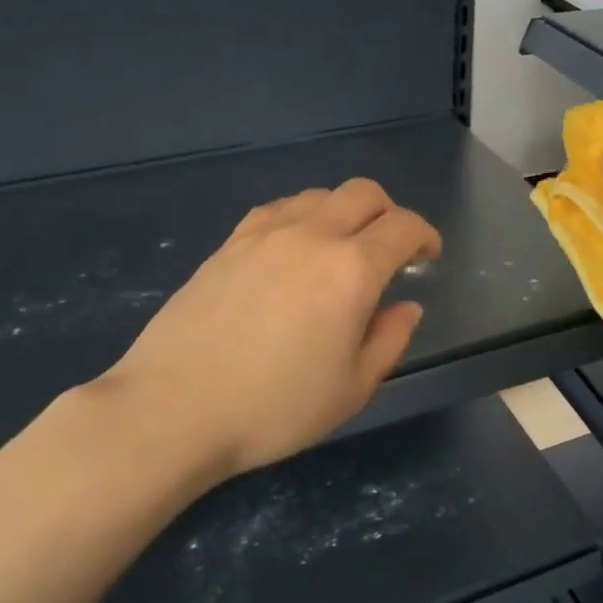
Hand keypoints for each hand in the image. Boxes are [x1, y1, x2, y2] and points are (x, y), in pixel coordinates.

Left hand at [95, 179, 441, 482]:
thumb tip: (407, 307)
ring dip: (344, 212)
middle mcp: (311, 236)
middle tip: (392, 249)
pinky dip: (302, 218)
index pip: (403, 227)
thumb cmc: (275, 409)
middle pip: (363, 193)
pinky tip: (294, 250)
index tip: (428, 258)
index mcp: (351, 270)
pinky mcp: (228, 244)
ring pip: (318, 195)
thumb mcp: (352, 389)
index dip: (425, 236)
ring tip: (341, 250)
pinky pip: (278, 210)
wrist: (174, 409)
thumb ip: (389, 340)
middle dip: (390, 213)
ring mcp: (263, 235)